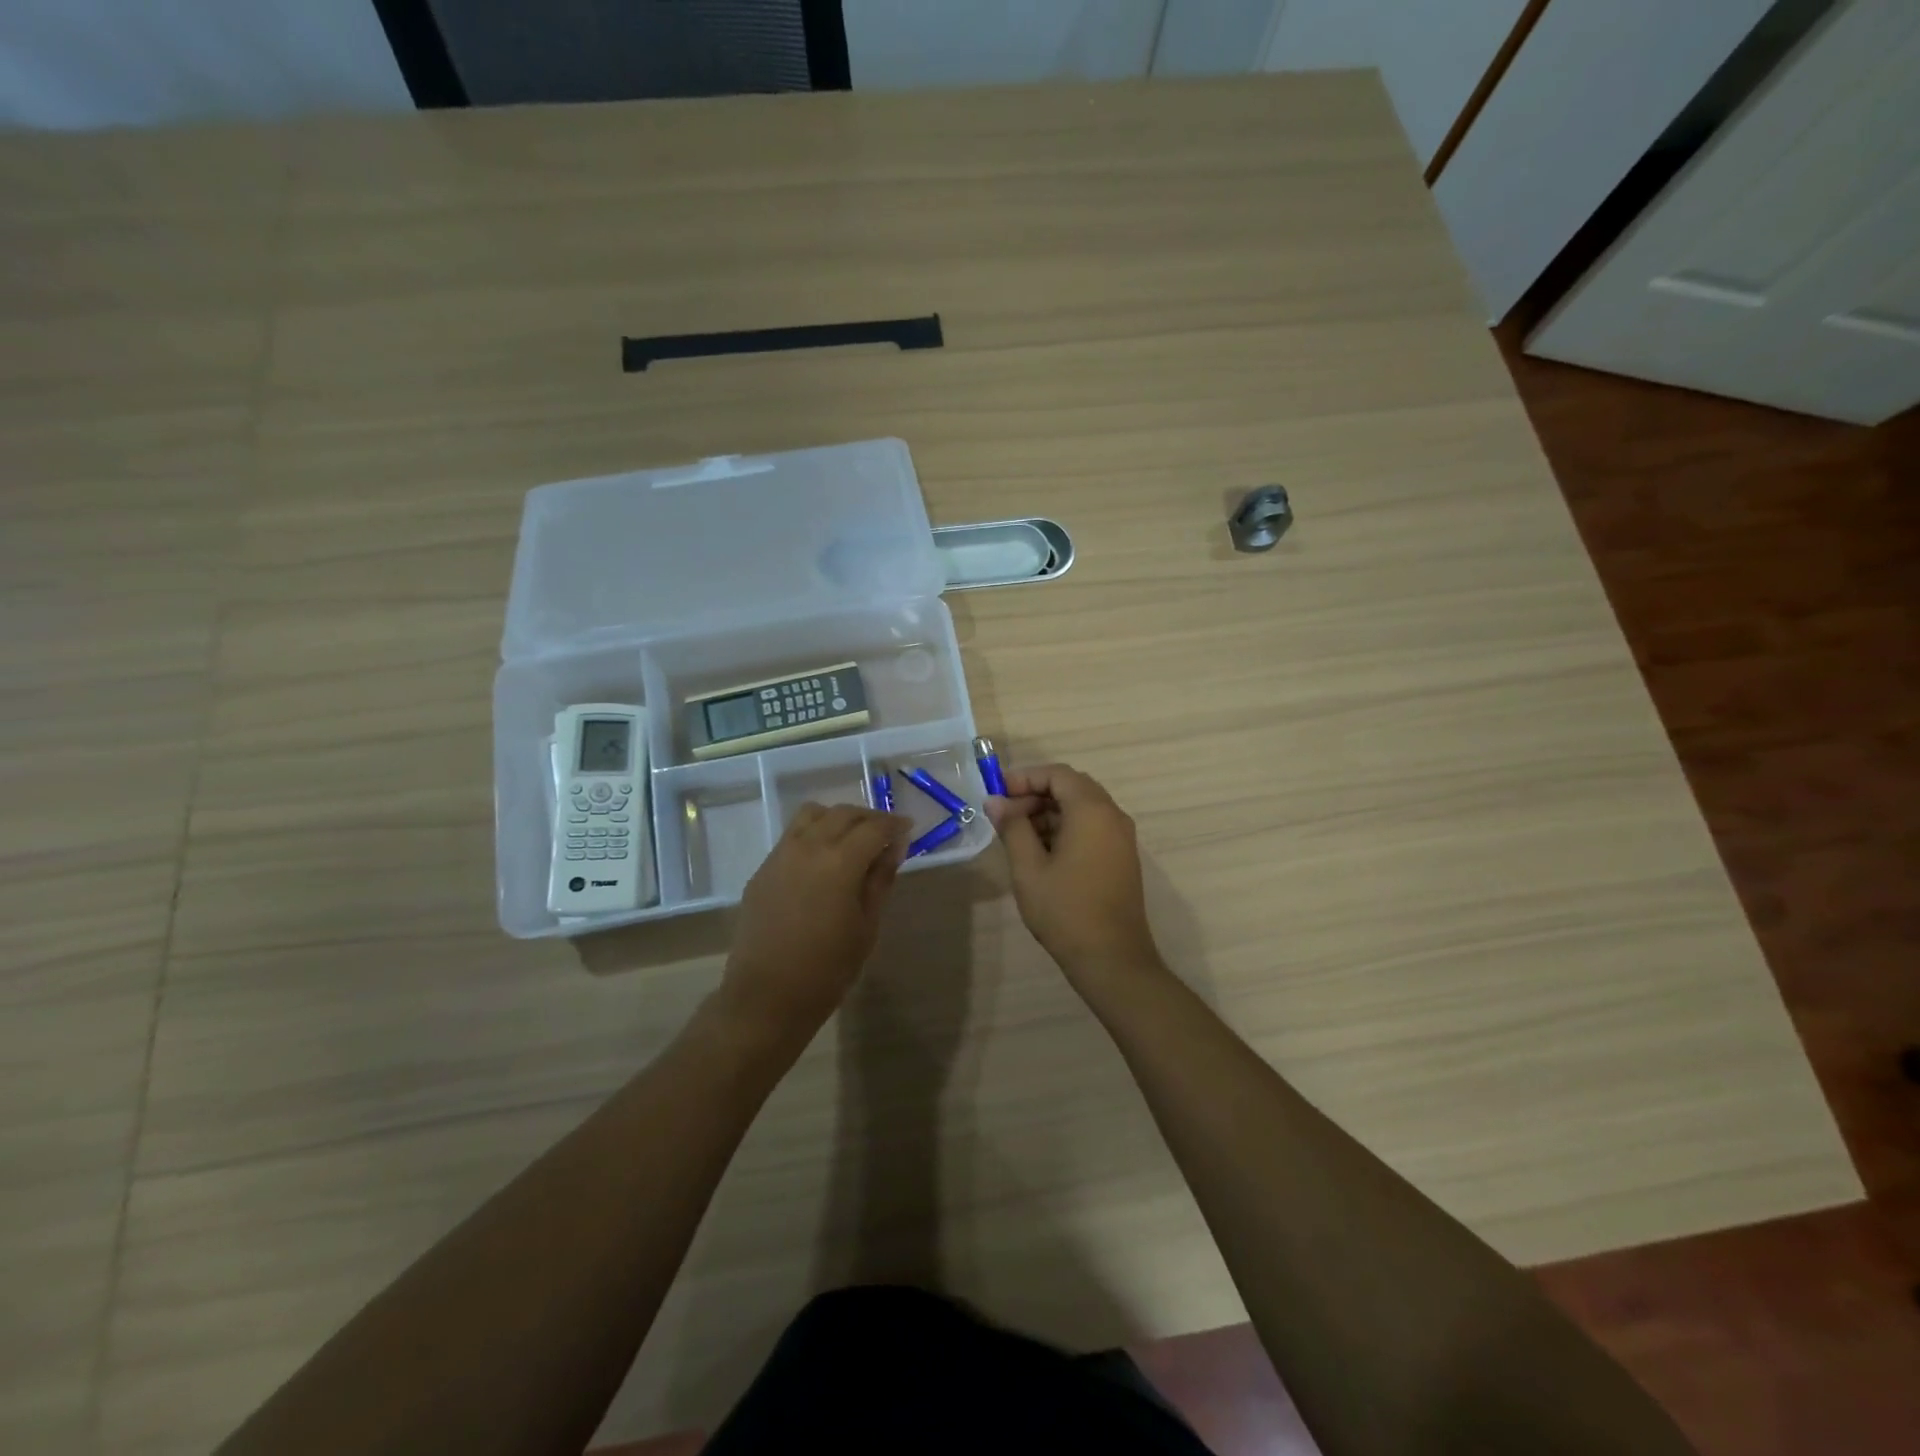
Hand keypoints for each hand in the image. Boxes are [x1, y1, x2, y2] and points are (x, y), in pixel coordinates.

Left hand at [718, 804, 909, 1048]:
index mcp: (840, 862)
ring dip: (838, 818)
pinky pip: (792, 835)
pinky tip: (823, 859)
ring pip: (813, 815)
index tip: (908, 829)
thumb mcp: (867, 925)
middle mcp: (809, 846)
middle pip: (844, 813)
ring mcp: (781, 854)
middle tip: (886, 833)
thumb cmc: (828, 968)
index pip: (875, 827)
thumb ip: (881, 879)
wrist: (767, 995)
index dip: (895, 825)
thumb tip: (894, 847)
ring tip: (852, 839)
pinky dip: (814, 833)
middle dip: (869, 818)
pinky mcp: (764, 868)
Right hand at [984, 763, 1163, 982]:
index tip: (998, 795)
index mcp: (1092, 811)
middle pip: (1072, 788)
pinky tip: (1041, 852)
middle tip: (1005, 816)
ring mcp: (1121, 838)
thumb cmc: (1065, 910)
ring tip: (1017, 836)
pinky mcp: (1121, 857)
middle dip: (1036, 795)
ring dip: (1049, 813)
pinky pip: (1092, 827)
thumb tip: (995, 801)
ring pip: (1082, 808)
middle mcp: (1112, 816)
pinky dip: (1066, 828)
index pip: (1058, 774)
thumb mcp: (1028, 868)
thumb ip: (1012, 827)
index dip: (1025, 778)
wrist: (1111, 958)